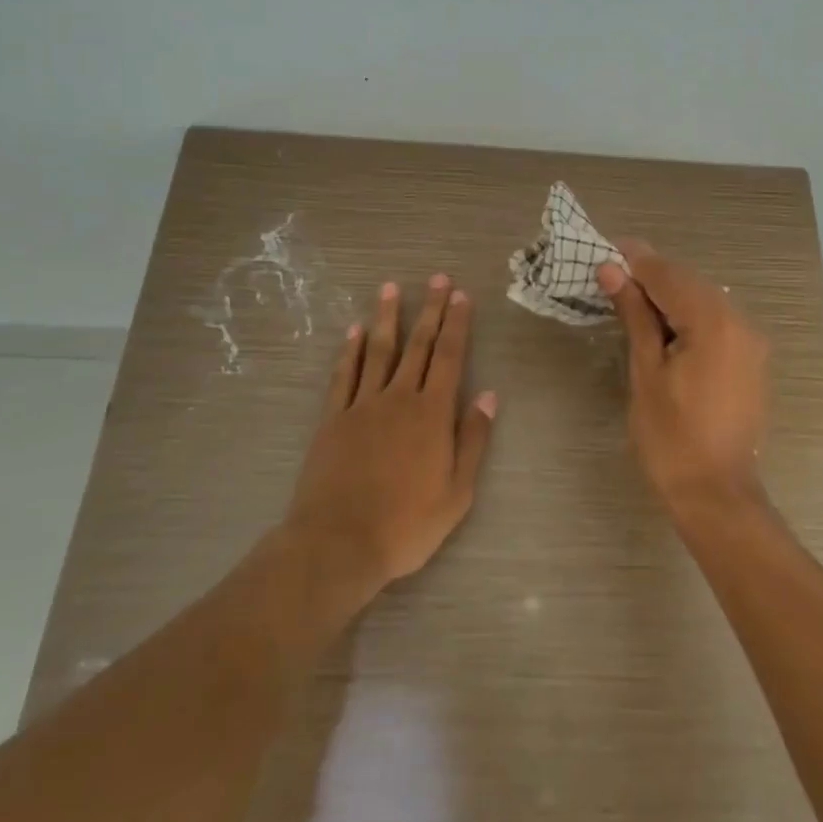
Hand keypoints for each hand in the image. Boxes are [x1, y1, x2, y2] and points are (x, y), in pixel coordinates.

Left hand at [283, 276, 496, 598]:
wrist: (338, 543)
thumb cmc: (407, 524)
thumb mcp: (457, 491)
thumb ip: (473, 439)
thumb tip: (489, 396)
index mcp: (432, 413)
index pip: (449, 357)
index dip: (457, 324)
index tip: (461, 296)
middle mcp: (398, 398)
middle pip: (417, 345)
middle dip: (430, 310)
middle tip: (437, 279)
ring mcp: (362, 406)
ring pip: (378, 351)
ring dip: (386, 318)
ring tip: (390, 287)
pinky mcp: (333, 420)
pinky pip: (344, 376)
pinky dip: (349, 351)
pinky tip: (353, 332)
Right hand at [597, 240, 769, 515]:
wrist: (716, 494)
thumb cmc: (671, 437)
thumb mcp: (645, 371)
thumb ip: (634, 314)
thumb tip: (611, 270)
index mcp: (714, 322)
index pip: (669, 275)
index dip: (636, 260)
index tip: (606, 249)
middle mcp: (741, 321)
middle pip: (690, 283)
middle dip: (652, 276)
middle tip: (612, 274)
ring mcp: (751, 341)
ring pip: (704, 300)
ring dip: (670, 295)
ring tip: (631, 299)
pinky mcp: (752, 359)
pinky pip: (717, 322)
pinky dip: (689, 315)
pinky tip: (663, 326)